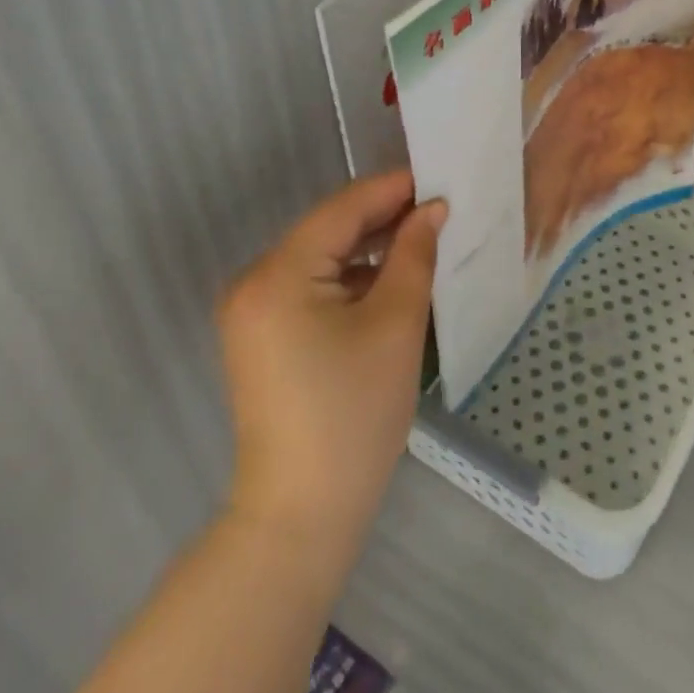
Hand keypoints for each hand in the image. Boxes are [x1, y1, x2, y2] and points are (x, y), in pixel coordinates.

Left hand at [216, 170, 444, 552]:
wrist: (302, 514)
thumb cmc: (354, 413)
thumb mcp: (395, 324)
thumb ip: (413, 254)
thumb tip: (432, 209)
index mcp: (278, 274)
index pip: (342, 210)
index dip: (393, 190)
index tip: (439, 178)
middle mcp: (254, 282)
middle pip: (329, 231)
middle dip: (384, 218)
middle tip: (439, 208)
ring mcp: (253, 311)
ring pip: (322, 258)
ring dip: (370, 248)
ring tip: (423, 238)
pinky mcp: (263, 335)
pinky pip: (312, 286)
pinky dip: (351, 279)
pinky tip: (390, 278)